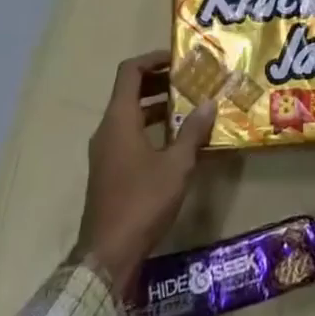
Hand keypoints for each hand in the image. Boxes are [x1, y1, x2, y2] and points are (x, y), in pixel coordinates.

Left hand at [75, 52, 215, 293]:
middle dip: (159, 82)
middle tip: (189, 81)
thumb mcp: (176, 165)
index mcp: (119, 119)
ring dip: (156, 106)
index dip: (153, 59)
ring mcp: (105, 152)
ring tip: (187, 107)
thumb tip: (209, 102)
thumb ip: (192, 132)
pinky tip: (175, 141)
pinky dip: (149, 128)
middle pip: (129, 91)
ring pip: (129, 115)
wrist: (107, 256)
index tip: (178, 59)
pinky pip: (128, 135)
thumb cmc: (142, 201)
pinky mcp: (108, 172)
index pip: (130, 72)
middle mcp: (107, 130)